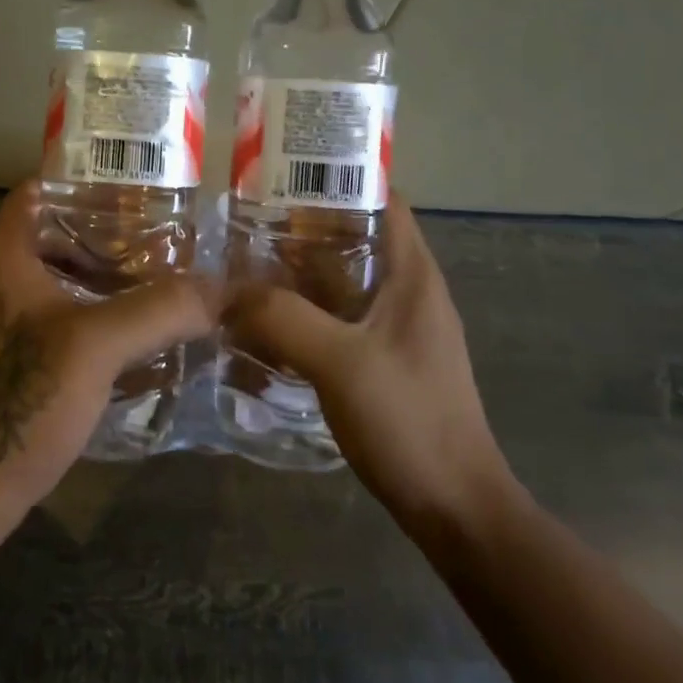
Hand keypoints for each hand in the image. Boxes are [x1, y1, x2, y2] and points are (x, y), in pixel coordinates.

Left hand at [0, 181, 214, 533]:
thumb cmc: (23, 399)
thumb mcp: (97, 345)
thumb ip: (161, 309)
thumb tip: (223, 287)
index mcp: (4, 254)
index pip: (42, 189)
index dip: (89, 182)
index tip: (142, 189)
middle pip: (57, 232)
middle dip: (111, 233)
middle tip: (167, 237)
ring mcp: (1, 318)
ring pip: (61, 276)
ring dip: (107, 276)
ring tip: (162, 278)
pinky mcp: (12, 355)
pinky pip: (60, 313)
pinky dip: (96, 310)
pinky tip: (137, 329)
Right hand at [225, 199, 512, 533]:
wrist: (455, 508)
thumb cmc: (408, 421)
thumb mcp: (339, 362)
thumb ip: (283, 318)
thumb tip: (228, 290)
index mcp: (413, 274)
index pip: (383, 199)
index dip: (339, 178)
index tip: (284, 174)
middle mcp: (410, 291)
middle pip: (356, 237)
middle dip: (304, 226)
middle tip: (248, 222)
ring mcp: (398, 328)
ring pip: (344, 280)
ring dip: (300, 272)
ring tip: (246, 265)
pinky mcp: (385, 359)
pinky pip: (340, 317)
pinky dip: (306, 310)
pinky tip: (268, 320)